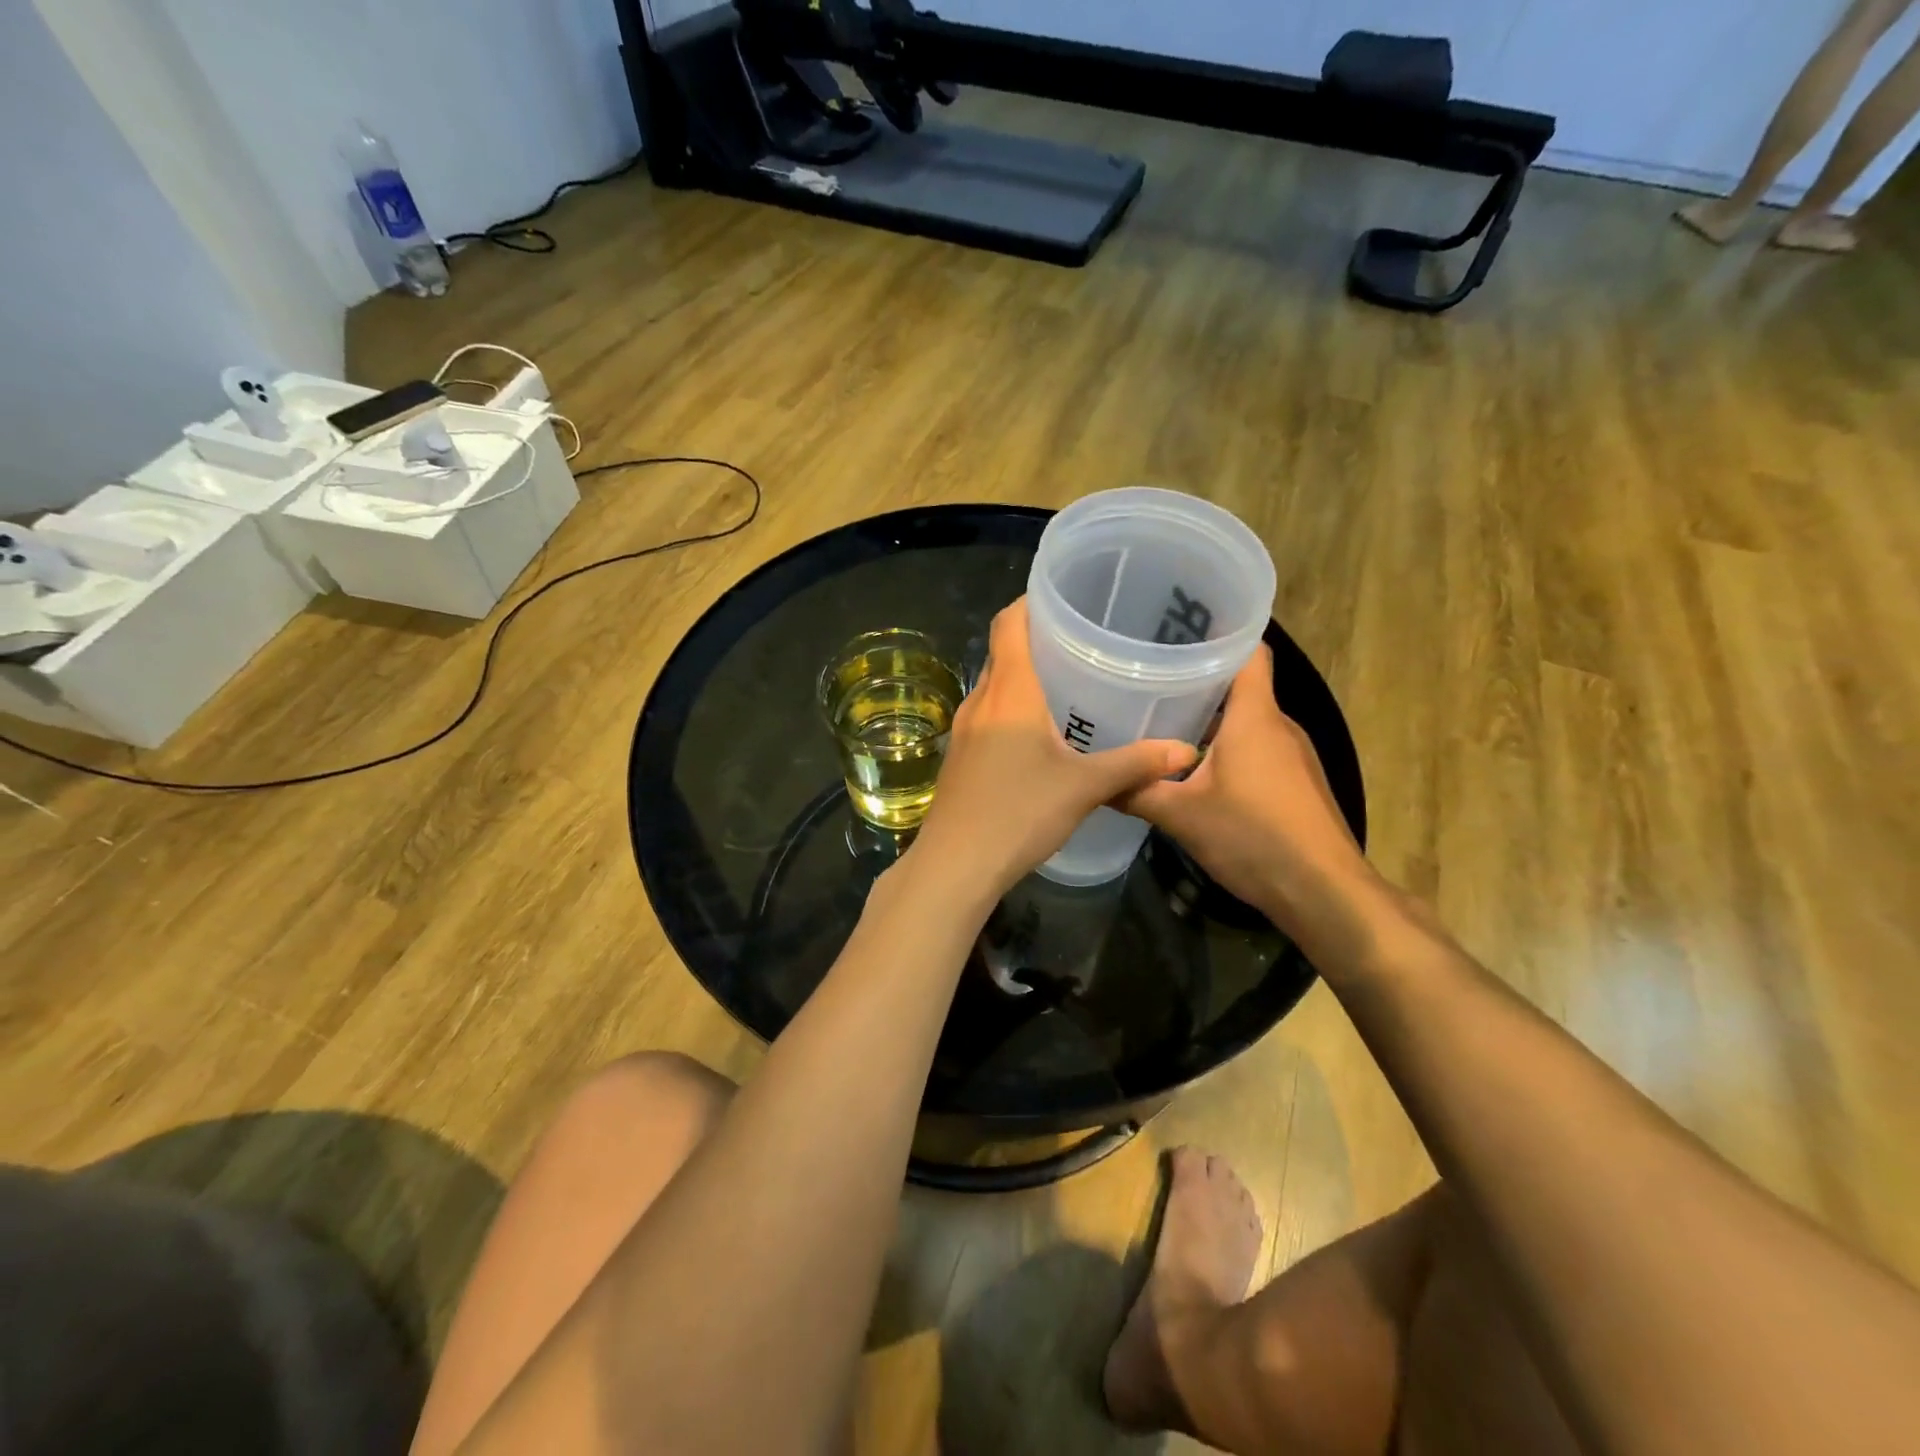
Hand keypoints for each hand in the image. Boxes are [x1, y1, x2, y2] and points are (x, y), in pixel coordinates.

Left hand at [906, 599, 1196, 905]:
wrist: (956, 863)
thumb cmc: (1019, 812)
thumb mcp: (1084, 787)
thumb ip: (1135, 765)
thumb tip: (1186, 751)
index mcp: (1009, 690)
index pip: (1009, 622)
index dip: (1031, 600)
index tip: (1065, 595)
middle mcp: (981, 699)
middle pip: (1003, 651)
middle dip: (1037, 639)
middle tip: (1082, 639)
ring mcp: (964, 729)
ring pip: (995, 685)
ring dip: (1024, 677)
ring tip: (1068, 681)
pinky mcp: (960, 755)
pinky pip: (988, 714)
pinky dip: (1013, 707)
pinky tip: (1040, 732)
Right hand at [1119, 646, 1371, 925]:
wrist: (1324, 892)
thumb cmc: (1253, 837)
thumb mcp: (1181, 815)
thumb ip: (1136, 792)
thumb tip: (1096, 781)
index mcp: (1255, 716)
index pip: (1248, 651)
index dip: (1219, 633)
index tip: (1177, 630)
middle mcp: (1279, 726)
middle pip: (1241, 687)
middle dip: (1198, 682)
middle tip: (1148, 680)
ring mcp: (1293, 756)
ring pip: (1248, 722)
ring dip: (1210, 721)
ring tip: (1161, 723)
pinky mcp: (1297, 784)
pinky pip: (1257, 750)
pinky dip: (1227, 750)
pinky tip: (1195, 771)